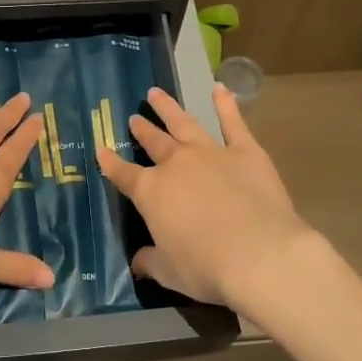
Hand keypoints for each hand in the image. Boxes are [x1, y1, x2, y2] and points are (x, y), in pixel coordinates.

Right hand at [98, 84, 326, 313]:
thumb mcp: (170, 272)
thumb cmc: (207, 268)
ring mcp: (210, 152)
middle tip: (134, 118)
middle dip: (142, 130)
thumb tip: (137, 262)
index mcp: (151, 192)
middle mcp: (176, 164)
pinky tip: (219, 88)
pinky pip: (232, 122)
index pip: (123, 175)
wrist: (260, 255)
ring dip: (169, 108)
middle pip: (154, 142)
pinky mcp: (245, 151)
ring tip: (156, 94)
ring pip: (184, 123)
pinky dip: (225, 104)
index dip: (111, 163)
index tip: (101, 150)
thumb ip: (151, 262)